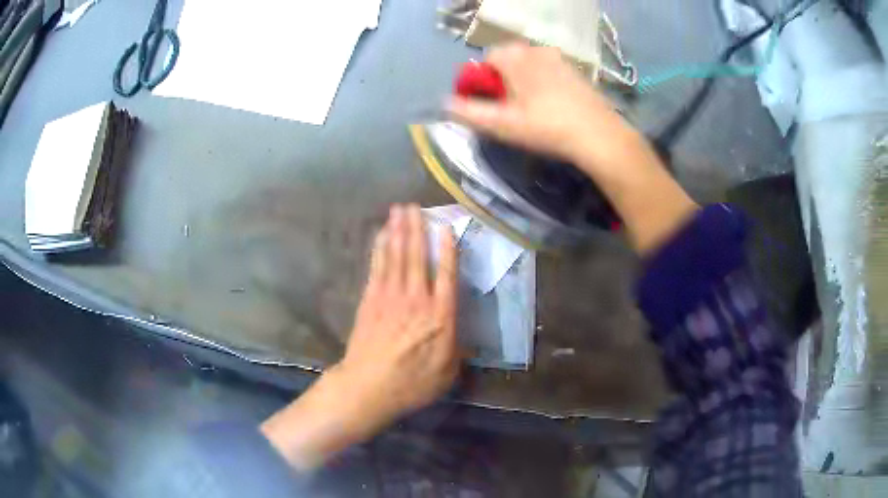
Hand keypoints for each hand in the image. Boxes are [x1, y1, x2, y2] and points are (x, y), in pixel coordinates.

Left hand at [261, 204, 458, 469]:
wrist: (368, 387)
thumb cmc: (413, 383)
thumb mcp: (448, 372)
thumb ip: (458, 347)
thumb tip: (462, 331)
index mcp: (441, 316)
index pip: (448, 275)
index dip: (448, 249)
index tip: (446, 227)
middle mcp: (417, 299)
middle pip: (418, 256)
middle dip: (417, 228)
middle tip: (415, 206)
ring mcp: (391, 297)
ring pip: (397, 256)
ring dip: (398, 231)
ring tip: (399, 210)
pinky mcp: (371, 299)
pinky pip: (377, 267)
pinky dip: (380, 248)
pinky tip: (382, 235)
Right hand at [446, 43, 631, 167]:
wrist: (599, 135)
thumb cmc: (547, 127)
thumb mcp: (503, 124)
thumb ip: (470, 112)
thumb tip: (445, 103)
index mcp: (515, 58)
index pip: (487, 59)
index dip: (482, 80)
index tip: (487, 103)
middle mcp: (536, 50)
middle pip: (508, 59)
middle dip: (502, 78)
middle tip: (508, 108)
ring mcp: (559, 58)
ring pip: (529, 64)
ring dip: (522, 79)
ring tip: (529, 108)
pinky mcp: (575, 71)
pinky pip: (548, 70)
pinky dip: (542, 81)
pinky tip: (550, 105)